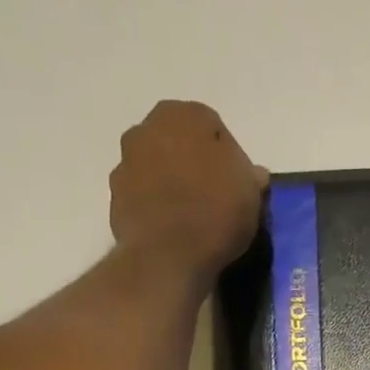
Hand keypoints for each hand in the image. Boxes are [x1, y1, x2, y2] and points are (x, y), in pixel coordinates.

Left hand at [109, 100, 268, 284]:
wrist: (166, 254)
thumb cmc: (215, 212)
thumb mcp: (250, 192)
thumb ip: (249, 174)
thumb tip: (253, 172)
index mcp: (183, 115)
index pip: (212, 126)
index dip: (228, 154)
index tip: (237, 182)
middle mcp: (147, 128)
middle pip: (179, 142)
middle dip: (194, 162)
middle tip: (214, 195)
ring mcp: (126, 162)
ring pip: (157, 166)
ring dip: (172, 181)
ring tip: (192, 216)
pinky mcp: (116, 196)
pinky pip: (144, 195)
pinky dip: (156, 204)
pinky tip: (173, 228)